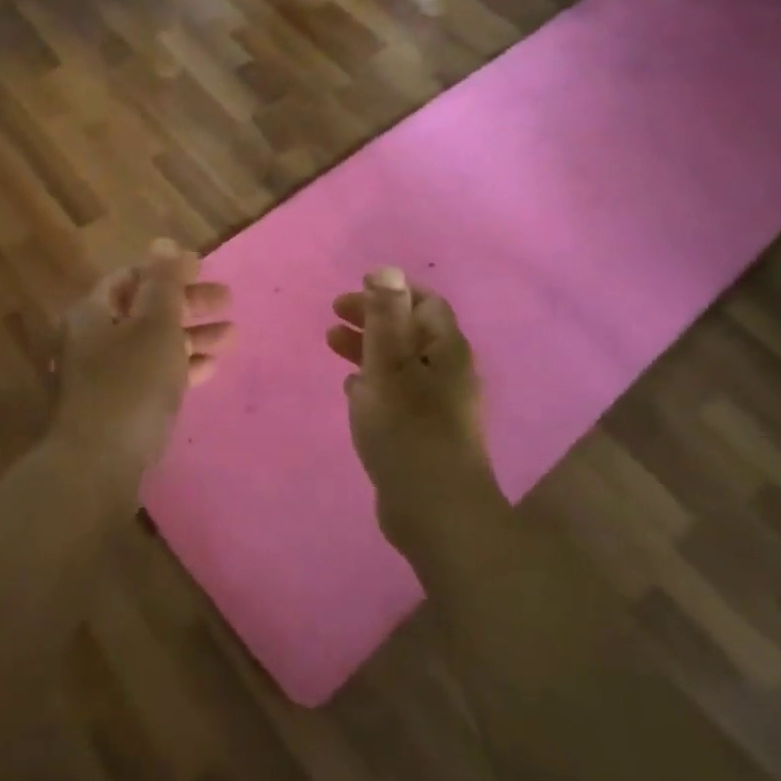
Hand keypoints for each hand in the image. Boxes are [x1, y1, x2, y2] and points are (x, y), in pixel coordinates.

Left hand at [52, 240, 234, 477]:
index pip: (132, 277)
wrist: (98, 466)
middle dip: (188, 304)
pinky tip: (210, 368)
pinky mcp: (117, 407)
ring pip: (153, 344)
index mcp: (94, 312)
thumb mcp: (155, 326)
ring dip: (191, 336)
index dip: (169, 269)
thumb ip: (163, 283)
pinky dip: (180, 367)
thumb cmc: (130, 384)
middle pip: (146, 310)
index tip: (204, 268)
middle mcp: (93, 339)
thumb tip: (163, 242)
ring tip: (232, 336)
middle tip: (228, 301)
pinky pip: (152, 376)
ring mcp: (104, 376)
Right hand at [328, 267, 503, 558]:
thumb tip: (387, 268)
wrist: (436, 512)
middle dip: (372, 319)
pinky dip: (373, 381)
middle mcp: (448, 372)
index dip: (389, 293)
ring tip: (331, 345)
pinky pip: (398, 394)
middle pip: (410, 331)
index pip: (425, 303)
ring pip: (401, 363)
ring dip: (368, 348)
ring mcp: (438, 405)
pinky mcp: (425, 433)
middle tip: (333, 317)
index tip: (351, 294)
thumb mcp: (389, 366)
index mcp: (446, 350)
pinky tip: (351, 389)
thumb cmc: (408, 430)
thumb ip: (385, 317)